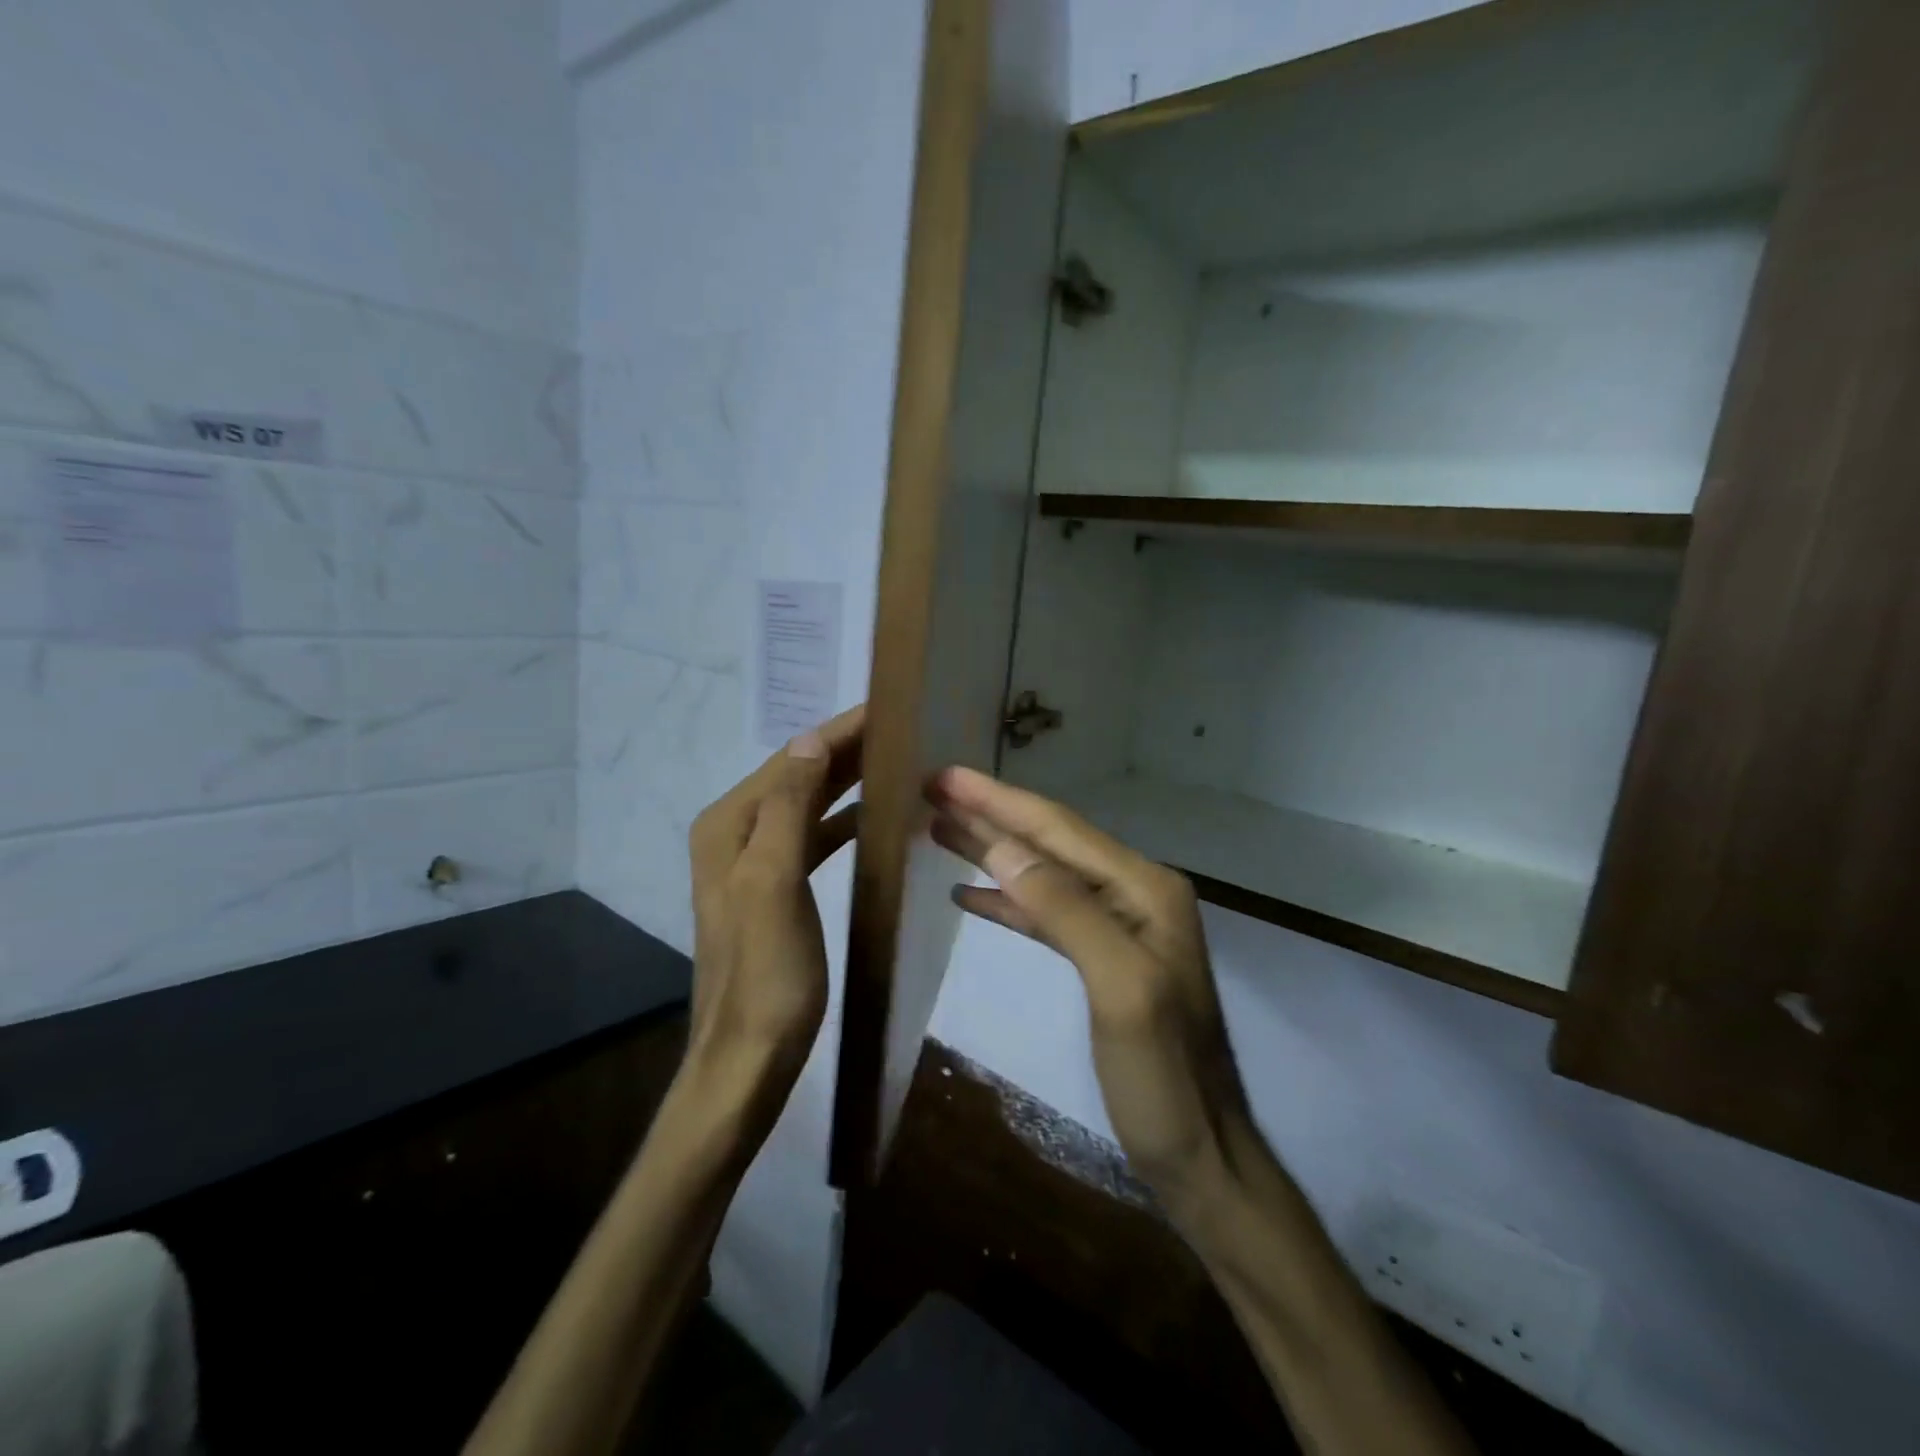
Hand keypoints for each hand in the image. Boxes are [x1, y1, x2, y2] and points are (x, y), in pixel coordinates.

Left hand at [686, 705, 864, 1098]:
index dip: (837, 734)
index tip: (885, 710)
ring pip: (807, 806)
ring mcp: (754, 863)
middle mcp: (735, 835)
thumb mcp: (774, 883)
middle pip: (797, 777)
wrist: (749, 1056)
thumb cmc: (767, 972)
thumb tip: (810, 740)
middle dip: (845, 752)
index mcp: (729, 826)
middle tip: (901, 731)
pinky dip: (842, 822)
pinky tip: (873, 820)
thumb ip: (788, 809)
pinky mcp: (775, 889)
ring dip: (846, 784)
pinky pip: (812, 839)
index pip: (791, 760)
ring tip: (895, 764)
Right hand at [929, 767, 1254, 1208]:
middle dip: (990, 815)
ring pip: (1042, 874)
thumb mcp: (1119, 989)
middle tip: (931, 790)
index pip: (1059, 830)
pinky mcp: (1101, 958)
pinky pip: (1045, 914)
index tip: (944, 776)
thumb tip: (1004, 849)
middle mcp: (1134, 894)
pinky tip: (969, 892)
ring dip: (992, 850)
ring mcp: (1119, 926)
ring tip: (938, 828)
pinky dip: (1007, 899)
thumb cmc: (1164, 1078)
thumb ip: (1065, 911)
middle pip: (1049, 843)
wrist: (1203, 1154)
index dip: (999, 800)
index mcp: (1144, 889)